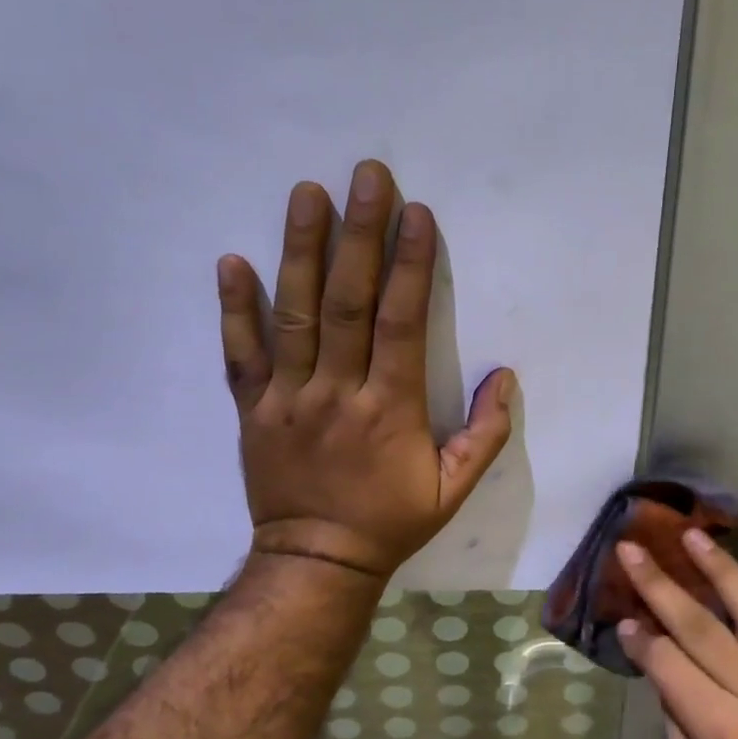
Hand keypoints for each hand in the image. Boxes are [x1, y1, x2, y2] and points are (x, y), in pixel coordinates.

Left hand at [217, 160, 516, 580]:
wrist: (316, 562)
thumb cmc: (391, 521)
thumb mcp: (454, 489)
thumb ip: (485, 435)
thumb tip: (506, 377)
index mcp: (389, 409)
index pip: (400, 323)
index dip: (409, 265)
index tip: (415, 214)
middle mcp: (336, 392)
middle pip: (347, 302)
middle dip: (359, 235)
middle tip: (366, 176)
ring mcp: (288, 397)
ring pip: (293, 315)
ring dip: (300, 251)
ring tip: (306, 194)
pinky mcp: (254, 408)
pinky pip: (241, 354)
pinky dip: (234, 308)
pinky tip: (231, 261)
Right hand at [617, 533, 737, 738]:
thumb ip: (674, 704)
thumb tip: (656, 649)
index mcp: (721, 727)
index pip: (670, 661)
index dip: (641, 637)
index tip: (622, 614)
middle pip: (703, 626)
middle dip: (662, 585)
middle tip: (634, 549)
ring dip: (723, 570)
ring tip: (696, 537)